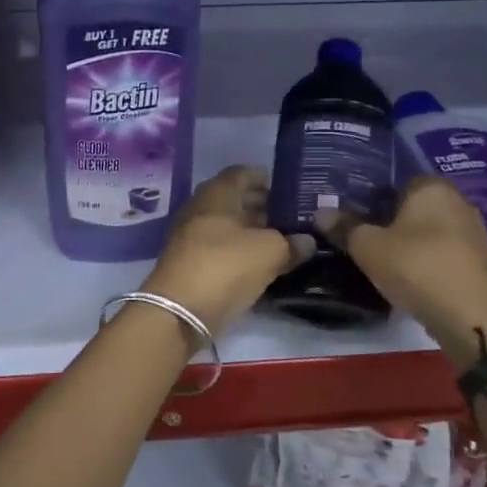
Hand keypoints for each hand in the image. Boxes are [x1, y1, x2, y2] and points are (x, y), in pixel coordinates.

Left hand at [143, 166, 314, 335]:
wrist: (179, 313)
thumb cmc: (225, 266)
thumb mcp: (269, 252)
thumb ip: (292, 243)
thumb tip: (308, 241)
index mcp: (216, 193)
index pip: (243, 173)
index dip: (267, 179)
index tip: (292, 190)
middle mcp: (201, 209)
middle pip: (236, 200)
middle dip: (264, 206)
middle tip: (295, 217)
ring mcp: (192, 237)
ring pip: (229, 226)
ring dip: (255, 232)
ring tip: (287, 241)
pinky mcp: (192, 263)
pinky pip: (223, 249)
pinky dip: (243, 251)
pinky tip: (265, 263)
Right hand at [318, 175, 486, 368]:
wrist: (473, 318)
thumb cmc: (417, 267)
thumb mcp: (368, 247)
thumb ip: (344, 227)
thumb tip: (321, 212)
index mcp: (432, 187)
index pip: (396, 182)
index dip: (372, 200)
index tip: (352, 220)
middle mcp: (459, 202)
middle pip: (414, 208)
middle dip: (390, 223)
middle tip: (362, 243)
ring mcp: (475, 234)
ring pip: (430, 233)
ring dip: (409, 246)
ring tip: (382, 265)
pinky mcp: (481, 264)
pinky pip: (443, 255)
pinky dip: (426, 264)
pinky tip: (410, 282)